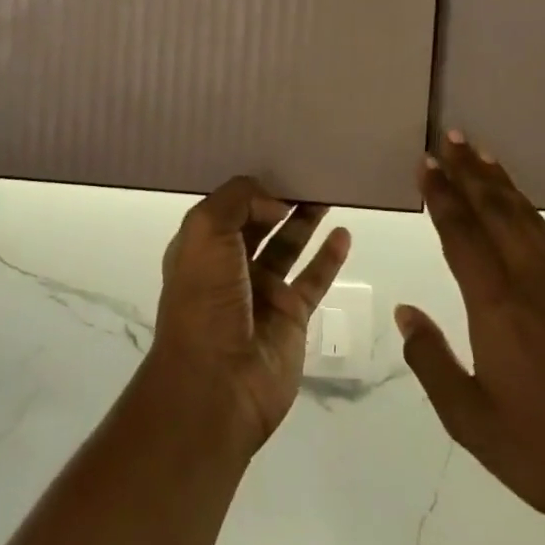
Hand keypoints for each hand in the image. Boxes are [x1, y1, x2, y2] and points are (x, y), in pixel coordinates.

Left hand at [146, 176, 350, 455]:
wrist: (217, 383)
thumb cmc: (204, 300)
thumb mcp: (205, 232)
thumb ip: (238, 201)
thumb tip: (275, 201)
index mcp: (200, 247)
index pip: (226, 207)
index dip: (249, 187)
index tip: (276, 161)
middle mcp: (229, 266)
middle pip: (259, 223)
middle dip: (280, 198)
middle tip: (310, 171)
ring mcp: (262, 292)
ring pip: (288, 246)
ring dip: (306, 220)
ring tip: (328, 192)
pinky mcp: (291, 316)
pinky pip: (314, 279)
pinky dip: (329, 257)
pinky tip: (344, 234)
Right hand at [396, 134, 544, 532]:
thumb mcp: (471, 420)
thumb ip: (431, 360)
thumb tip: (406, 312)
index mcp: (497, 304)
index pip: (461, 233)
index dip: (441, 195)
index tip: (426, 163)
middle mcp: (533, 280)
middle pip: (497, 211)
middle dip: (471, 172)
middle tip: (452, 138)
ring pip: (528, 218)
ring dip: (502, 184)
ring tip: (483, 157)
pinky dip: (529, 211)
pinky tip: (524, 211)